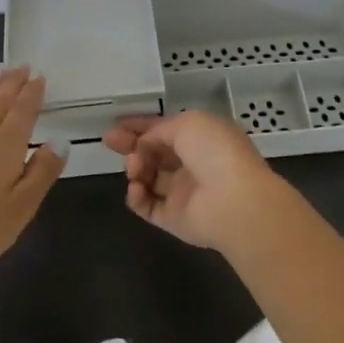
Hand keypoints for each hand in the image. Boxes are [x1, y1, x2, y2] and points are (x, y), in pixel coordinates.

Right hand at [102, 110, 295, 255]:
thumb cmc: (215, 152)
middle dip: (131, 146)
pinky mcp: (173, 218)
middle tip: (109, 141)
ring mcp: (182, 193)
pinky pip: (146, 205)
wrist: (234, 201)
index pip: (166, 130)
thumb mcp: (187, 124)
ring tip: (135, 167)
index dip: (141, 126)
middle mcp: (192, 164)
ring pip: (147, 178)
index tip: (117, 124)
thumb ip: (159, 130)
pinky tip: (137, 187)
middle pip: (154, 153)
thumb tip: (144, 144)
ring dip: (136, 168)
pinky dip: (137, 195)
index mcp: (201, 138)